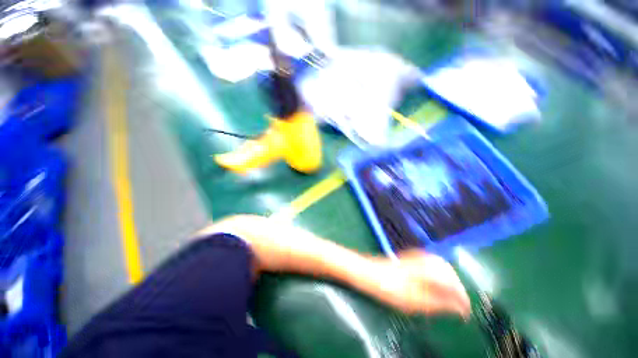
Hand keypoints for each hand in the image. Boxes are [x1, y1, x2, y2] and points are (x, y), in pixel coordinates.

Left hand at [368, 250, 470, 317]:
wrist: (370, 273)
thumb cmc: (390, 288)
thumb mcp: (416, 301)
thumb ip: (440, 303)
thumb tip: (461, 308)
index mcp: (428, 270)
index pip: (453, 283)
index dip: (462, 299)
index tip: (466, 313)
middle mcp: (425, 259)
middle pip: (449, 271)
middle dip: (457, 288)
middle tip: (460, 305)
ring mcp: (417, 256)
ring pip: (441, 265)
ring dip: (449, 280)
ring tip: (450, 296)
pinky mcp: (411, 257)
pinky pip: (432, 262)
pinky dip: (439, 274)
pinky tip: (436, 283)